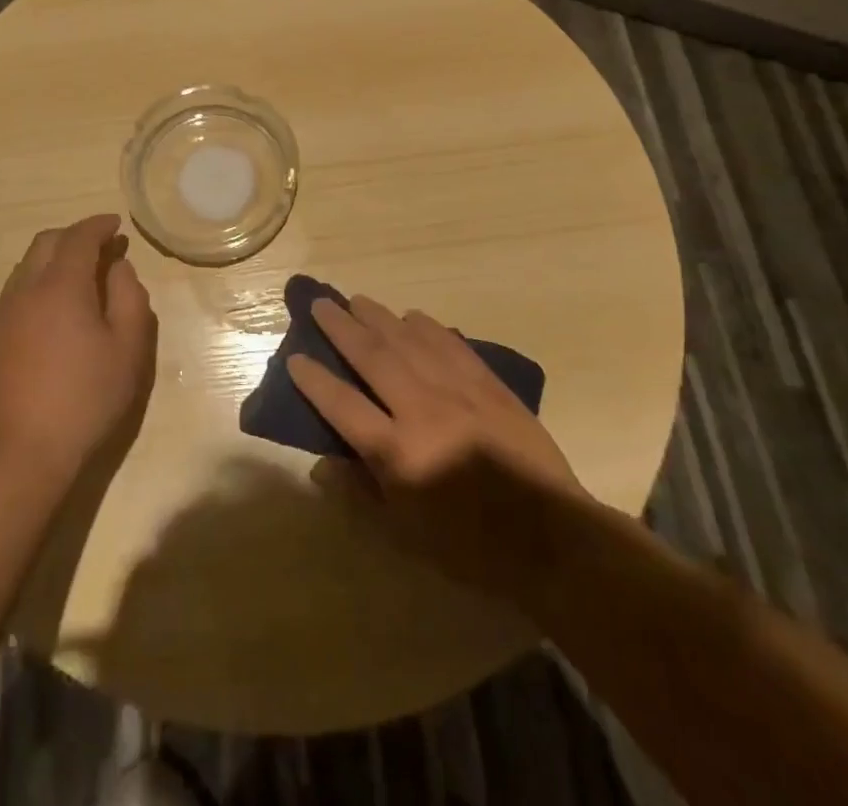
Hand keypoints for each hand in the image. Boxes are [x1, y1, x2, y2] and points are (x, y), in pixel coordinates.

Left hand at [0, 214, 156, 483]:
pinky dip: (38, 283)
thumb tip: (118, 267)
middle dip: (74, 236)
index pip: (79, 237)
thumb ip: (129, 296)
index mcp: (61, 285)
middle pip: (46, 243)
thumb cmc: (87, 397)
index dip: (99, 225)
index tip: (116, 225)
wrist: (24, 451)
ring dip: (54, 259)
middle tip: (102, 248)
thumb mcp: (129, 347)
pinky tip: (53, 311)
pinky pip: (15, 292)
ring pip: (26, 266)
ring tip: (80, 278)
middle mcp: (25, 289)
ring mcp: (2, 314)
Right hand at [289, 294, 586, 607]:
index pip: (343, 405)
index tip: (295, 358)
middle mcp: (422, 410)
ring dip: (379, 317)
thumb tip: (321, 463)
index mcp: (398, 452)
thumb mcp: (406, 535)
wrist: (552, 538)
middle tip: (321, 304)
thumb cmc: (471, 546)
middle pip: (373, 357)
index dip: (315, 380)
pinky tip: (413, 316)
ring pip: (409, 341)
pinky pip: (451, 345)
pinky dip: (428, 327)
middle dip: (342, 328)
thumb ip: (360, 495)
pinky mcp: (489, 386)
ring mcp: (459, 392)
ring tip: (357, 300)